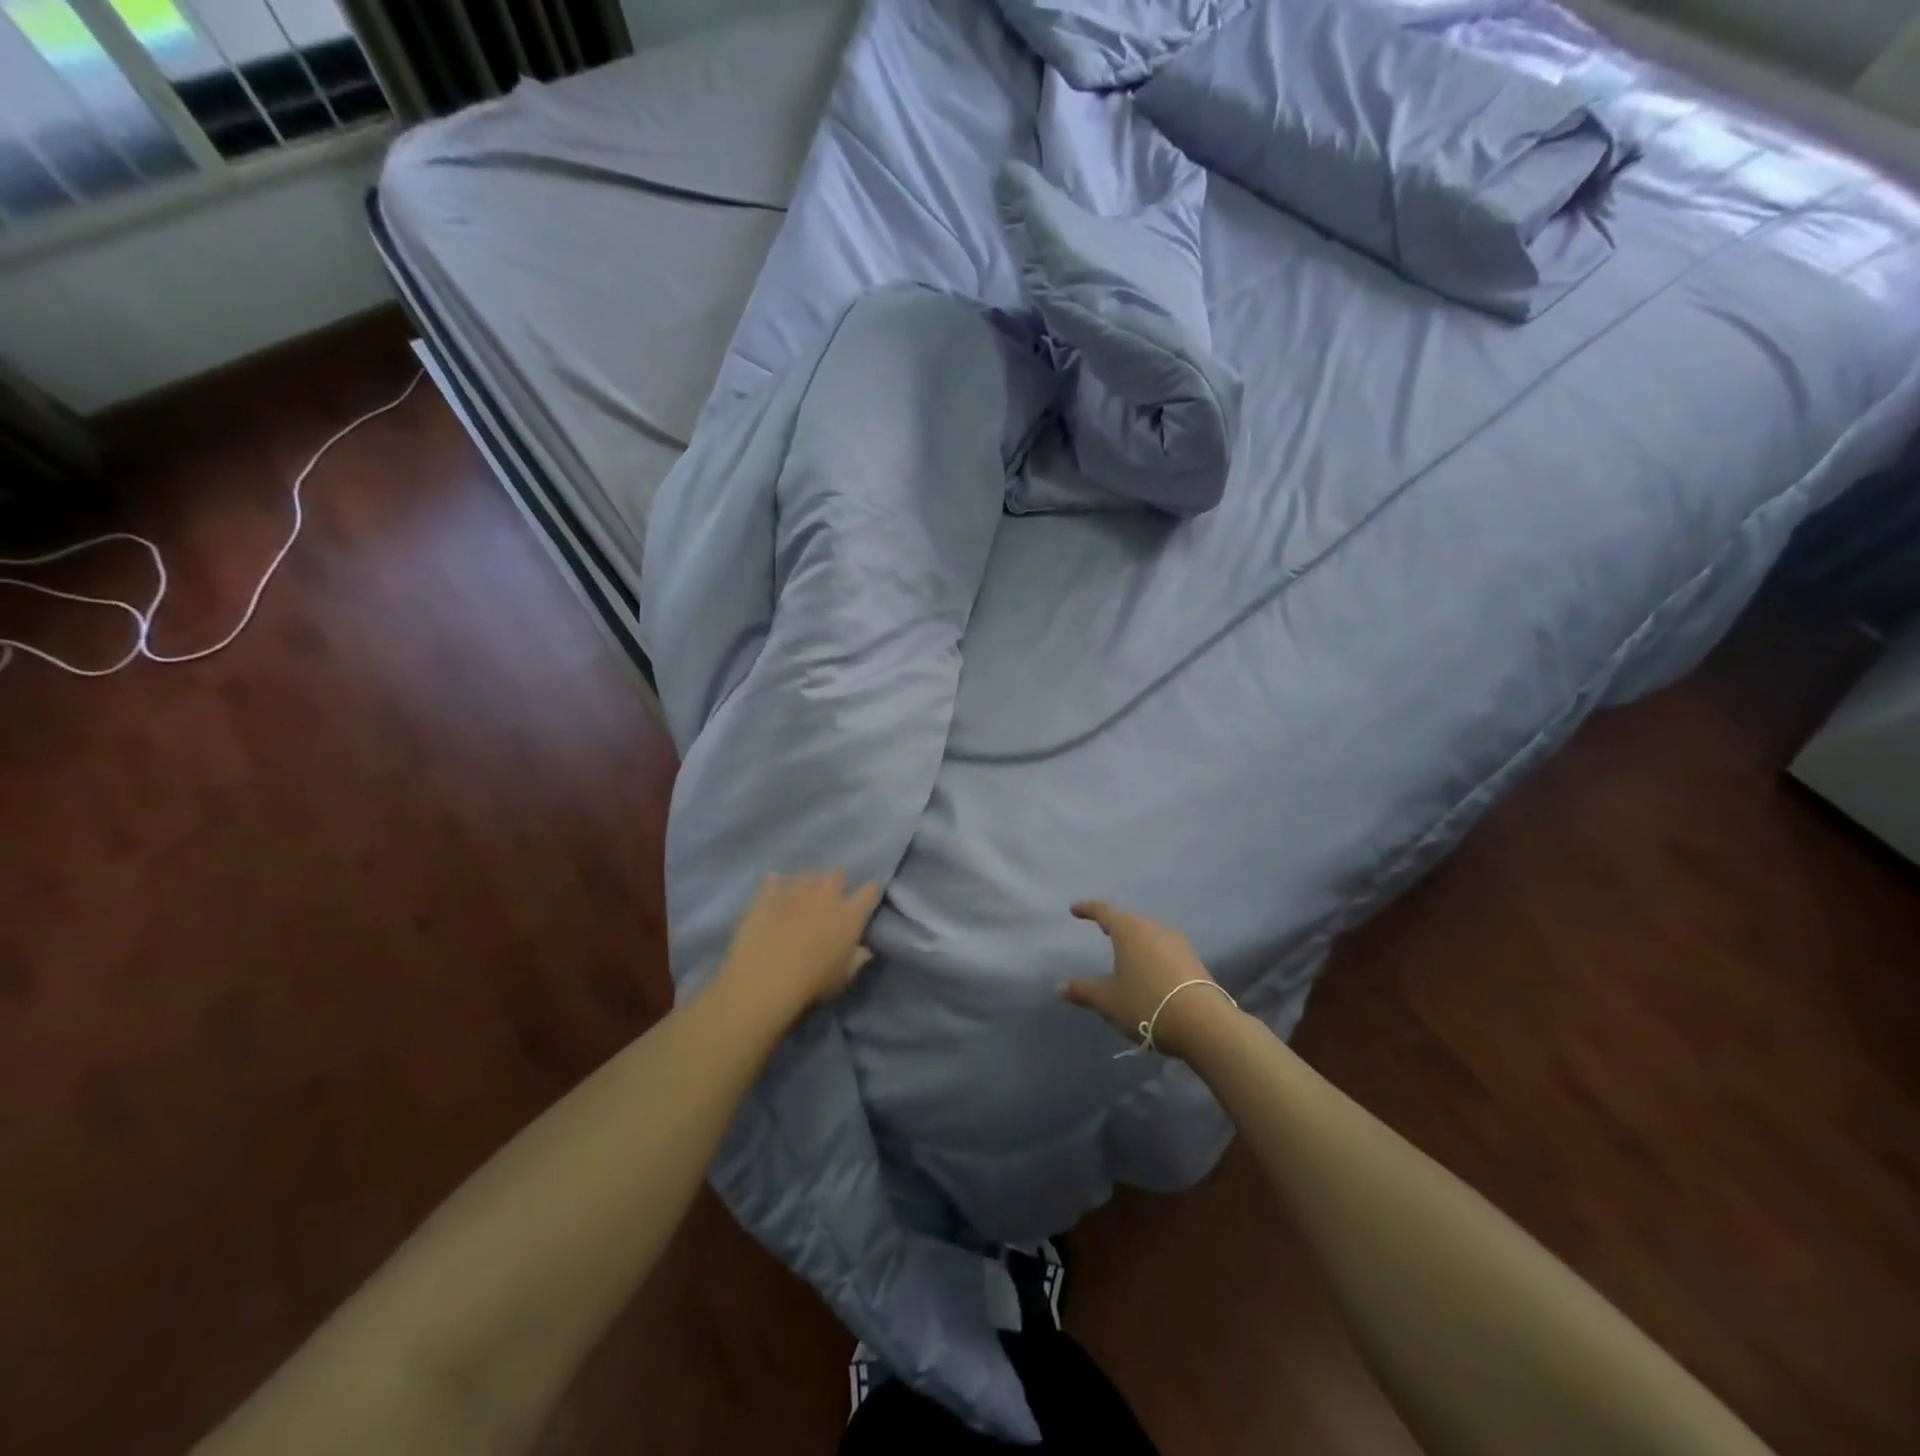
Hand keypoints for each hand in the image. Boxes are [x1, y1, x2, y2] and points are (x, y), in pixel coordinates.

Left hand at [717, 870, 882, 1022]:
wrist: (766, 978)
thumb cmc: (812, 982)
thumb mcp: (843, 977)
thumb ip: (856, 959)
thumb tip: (864, 950)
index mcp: (850, 914)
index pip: (870, 890)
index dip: (870, 893)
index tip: (866, 901)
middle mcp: (826, 894)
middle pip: (837, 874)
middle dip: (837, 883)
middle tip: (830, 902)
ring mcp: (795, 890)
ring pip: (807, 874)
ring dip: (808, 884)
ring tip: (801, 899)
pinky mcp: (767, 894)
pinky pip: (773, 880)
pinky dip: (775, 885)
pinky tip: (774, 895)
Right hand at [1062, 901, 1229, 1058]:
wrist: (1204, 1024)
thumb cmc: (1146, 1004)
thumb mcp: (1108, 1000)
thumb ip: (1083, 990)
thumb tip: (1060, 987)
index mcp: (1130, 930)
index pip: (1104, 910)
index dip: (1087, 909)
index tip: (1075, 910)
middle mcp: (1155, 929)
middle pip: (1130, 920)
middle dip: (1114, 924)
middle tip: (1101, 929)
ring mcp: (1178, 944)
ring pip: (1150, 935)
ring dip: (1136, 941)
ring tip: (1126, 952)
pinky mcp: (1194, 961)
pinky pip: (1165, 950)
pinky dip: (1152, 955)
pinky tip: (1150, 971)